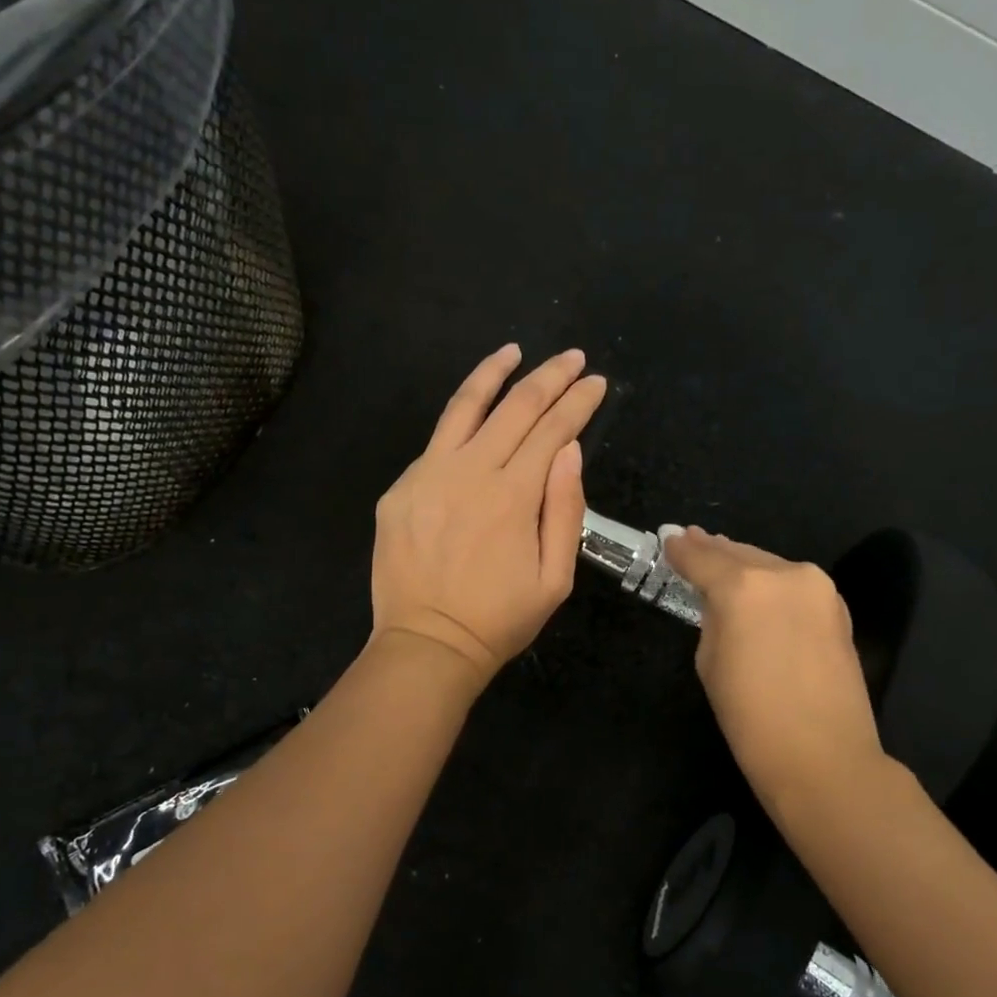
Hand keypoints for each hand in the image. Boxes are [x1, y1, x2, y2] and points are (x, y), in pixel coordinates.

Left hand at [370, 345, 606, 688]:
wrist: (427, 644)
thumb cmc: (500, 618)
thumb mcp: (555, 578)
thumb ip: (565, 509)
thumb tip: (569, 449)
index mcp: (514, 496)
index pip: (554, 429)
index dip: (578, 401)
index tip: (596, 382)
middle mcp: (470, 472)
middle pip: (515, 407)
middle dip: (549, 377)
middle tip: (571, 358)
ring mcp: (428, 476)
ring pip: (464, 407)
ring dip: (494, 373)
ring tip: (514, 352)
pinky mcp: (400, 488)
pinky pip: (436, 442)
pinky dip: (461, 420)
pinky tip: (475, 414)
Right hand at [664, 527, 887, 794]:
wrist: (823, 756)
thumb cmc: (751, 717)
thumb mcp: (710, 663)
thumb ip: (713, 619)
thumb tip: (722, 602)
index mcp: (742, 587)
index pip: (702, 559)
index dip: (681, 550)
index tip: (668, 539)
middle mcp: (783, 574)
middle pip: (739, 554)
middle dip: (713, 549)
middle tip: (691, 538)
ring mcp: (817, 588)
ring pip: (770, 565)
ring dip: (745, 562)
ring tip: (722, 557)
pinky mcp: (838, 607)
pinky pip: (794, 584)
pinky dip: (773, 581)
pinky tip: (760, 586)